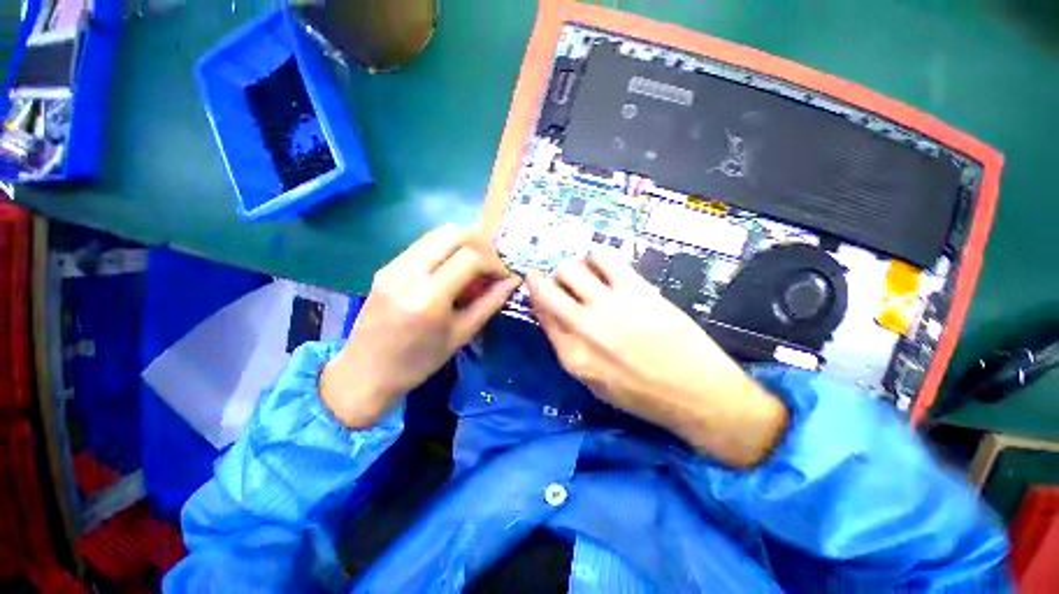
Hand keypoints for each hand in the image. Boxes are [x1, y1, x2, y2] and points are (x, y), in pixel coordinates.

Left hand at [321, 225, 521, 427]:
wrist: (365, 372)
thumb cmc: (418, 362)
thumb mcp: (461, 335)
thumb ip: (490, 303)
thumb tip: (513, 281)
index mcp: (427, 298)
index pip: (469, 257)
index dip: (494, 262)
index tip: (504, 276)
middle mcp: (407, 273)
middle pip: (453, 234)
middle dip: (481, 244)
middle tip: (492, 266)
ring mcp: (393, 266)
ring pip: (437, 233)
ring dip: (464, 244)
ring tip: (475, 267)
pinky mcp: (387, 266)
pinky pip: (424, 244)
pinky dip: (447, 249)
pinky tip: (453, 270)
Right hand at [526, 253, 787, 466]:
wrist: (697, 394)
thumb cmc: (643, 396)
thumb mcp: (594, 383)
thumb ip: (569, 349)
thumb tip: (556, 317)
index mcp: (571, 355)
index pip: (541, 313)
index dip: (536, 296)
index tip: (539, 287)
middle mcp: (582, 327)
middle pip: (547, 288)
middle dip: (546, 280)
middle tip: (559, 281)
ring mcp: (608, 306)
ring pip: (571, 269)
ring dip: (572, 269)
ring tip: (586, 275)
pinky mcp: (635, 290)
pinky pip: (604, 258)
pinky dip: (598, 257)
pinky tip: (605, 267)